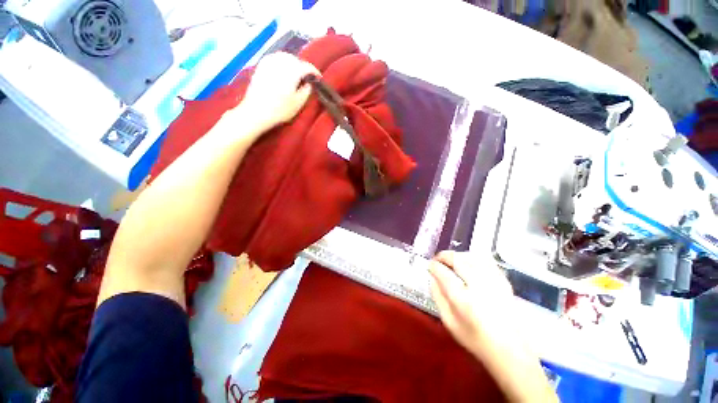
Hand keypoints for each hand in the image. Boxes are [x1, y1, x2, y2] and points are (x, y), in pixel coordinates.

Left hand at [239, 52, 319, 132]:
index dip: (315, 72)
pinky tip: (282, 71)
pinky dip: (281, 62)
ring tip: (295, 73)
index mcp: (293, 70)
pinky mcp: (261, 66)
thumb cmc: (280, 109)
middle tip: (306, 77)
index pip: (307, 67)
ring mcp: (269, 62)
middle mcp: (281, 62)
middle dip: (302, 66)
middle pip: (295, 59)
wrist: (256, 111)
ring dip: (292, 63)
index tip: (319, 79)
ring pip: (284, 57)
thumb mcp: (299, 103)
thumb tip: (309, 83)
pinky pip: (274, 58)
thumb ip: (307, 90)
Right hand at [429, 251, 515, 359]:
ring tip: (451, 260)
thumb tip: (432, 277)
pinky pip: (486, 260)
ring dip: (457, 255)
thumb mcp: (449, 322)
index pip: (444, 273)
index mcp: (463, 300)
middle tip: (437, 260)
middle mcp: (479, 287)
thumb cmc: (475, 338)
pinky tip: (468, 261)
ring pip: (471, 256)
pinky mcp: (504, 281)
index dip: (434, 266)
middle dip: (443, 256)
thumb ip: (438, 297)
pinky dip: (473, 257)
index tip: (429, 265)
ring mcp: (494, 282)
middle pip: (457, 259)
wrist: (510, 350)